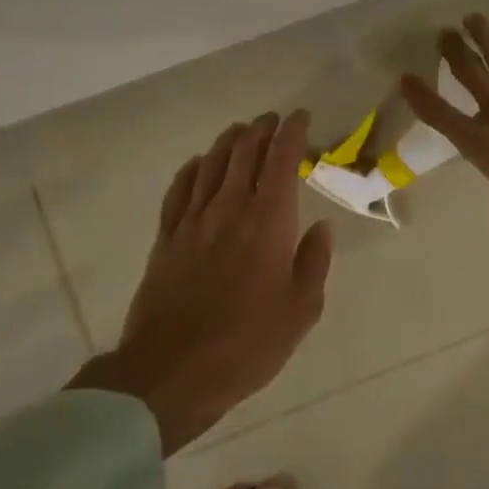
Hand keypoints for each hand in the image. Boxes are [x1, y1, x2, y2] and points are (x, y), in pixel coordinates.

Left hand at [72, 111, 333, 453]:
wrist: (174, 370)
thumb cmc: (249, 343)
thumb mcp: (302, 309)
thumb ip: (314, 261)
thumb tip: (322, 226)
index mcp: (269, 222)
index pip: (281, 161)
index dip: (292, 134)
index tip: (300, 118)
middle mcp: (230, 209)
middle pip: (244, 154)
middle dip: (261, 130)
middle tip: (272, 120)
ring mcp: (192, 222)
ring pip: (210, 165)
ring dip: (227, 143)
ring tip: (240, 131)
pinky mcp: (166, 240)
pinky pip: (178, 192)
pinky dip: (190, 171)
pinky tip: (196, 164)